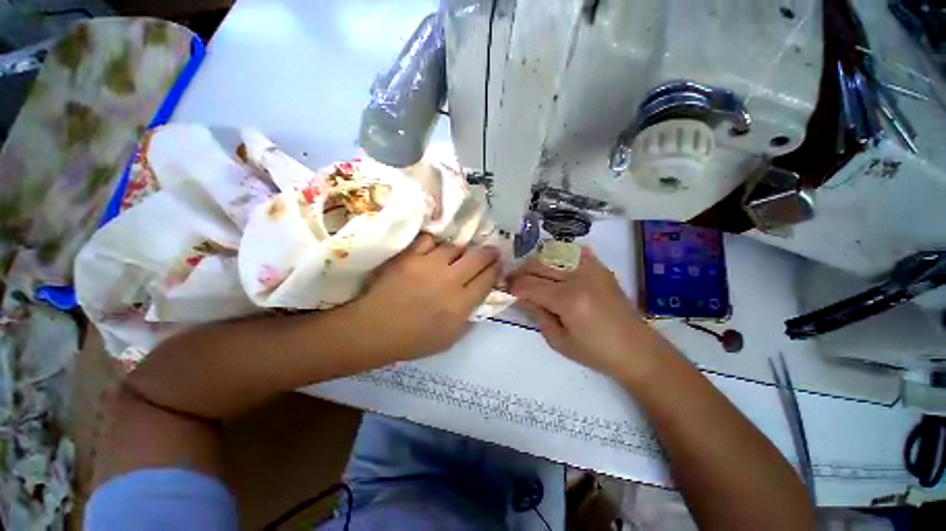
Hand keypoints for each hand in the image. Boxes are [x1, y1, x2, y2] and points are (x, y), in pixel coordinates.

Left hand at [351, 234, 500, 360]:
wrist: (374, 329)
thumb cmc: (413, 340)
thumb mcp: (449, 340)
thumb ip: (469, 318)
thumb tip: (481, 299)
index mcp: (460, 304)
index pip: (487, 279)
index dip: (496, 270)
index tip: (498, 265)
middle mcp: (449, 280)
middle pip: (477, 258)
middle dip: (489, 253)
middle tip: (490, 252)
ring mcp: (428, 265)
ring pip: (455, 247)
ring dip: (461, 251)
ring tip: (458, 254)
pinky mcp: (409, 256)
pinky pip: (429, 241)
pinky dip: (435, 244)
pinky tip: (434, 251)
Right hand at [508, 246, 669, 378]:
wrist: (636, 349)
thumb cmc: (596, 352)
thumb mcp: (558, 341)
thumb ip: (537, 314)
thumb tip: (521, 296)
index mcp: (568, 300)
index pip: (530, 285)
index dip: (514, 287)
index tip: (505, 290)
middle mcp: (579, 277)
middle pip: (538, 264)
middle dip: (521, 272)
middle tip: (513, 281)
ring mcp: (591, 268)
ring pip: (552, 254)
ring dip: (536, 263)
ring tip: (531, 274)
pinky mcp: (600, 267)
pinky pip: (572, 252)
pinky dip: (558, 256)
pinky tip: (554, 267)